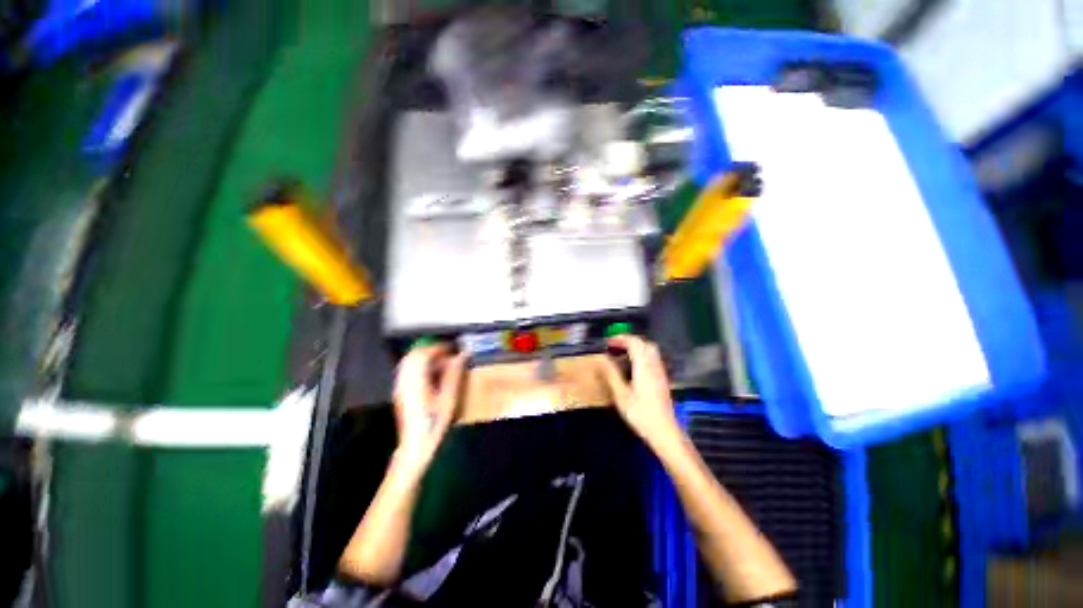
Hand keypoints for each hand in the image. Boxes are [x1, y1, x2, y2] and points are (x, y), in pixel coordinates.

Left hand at [393, 345, 467, 468]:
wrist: (416, 445)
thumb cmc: (434, 423)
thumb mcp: (449, 398)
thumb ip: (454, 374)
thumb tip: (462, 356)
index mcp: (415, 381)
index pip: (423, 354)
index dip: (438, 348)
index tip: (453, 349)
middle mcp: (405, 381)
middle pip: (414, 355)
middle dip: (431, 351)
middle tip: (449, 355)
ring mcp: (401, 386)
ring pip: (410, 362)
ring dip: (426, 359)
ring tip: (444, 364)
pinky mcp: (402, 392)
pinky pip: (409, 371)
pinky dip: (422, 367)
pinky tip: (434, 376)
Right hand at [599, 335, 679, 444]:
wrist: (665, 431)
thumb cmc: (641, 414)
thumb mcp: (621, 395)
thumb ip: (611, 375)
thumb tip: (602, 359)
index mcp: (643, 367)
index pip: (634, 343)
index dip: (621, 338)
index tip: (609, 341)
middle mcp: (654, 366)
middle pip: (645, 344)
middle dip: (630, 340)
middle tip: (616, 346)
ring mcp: (660, 373)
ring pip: (651, 351)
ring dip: (637, 348)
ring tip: (622, 354)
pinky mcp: (662, 380)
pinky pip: (653, 360)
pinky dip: (642, 356)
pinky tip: (634, 367)